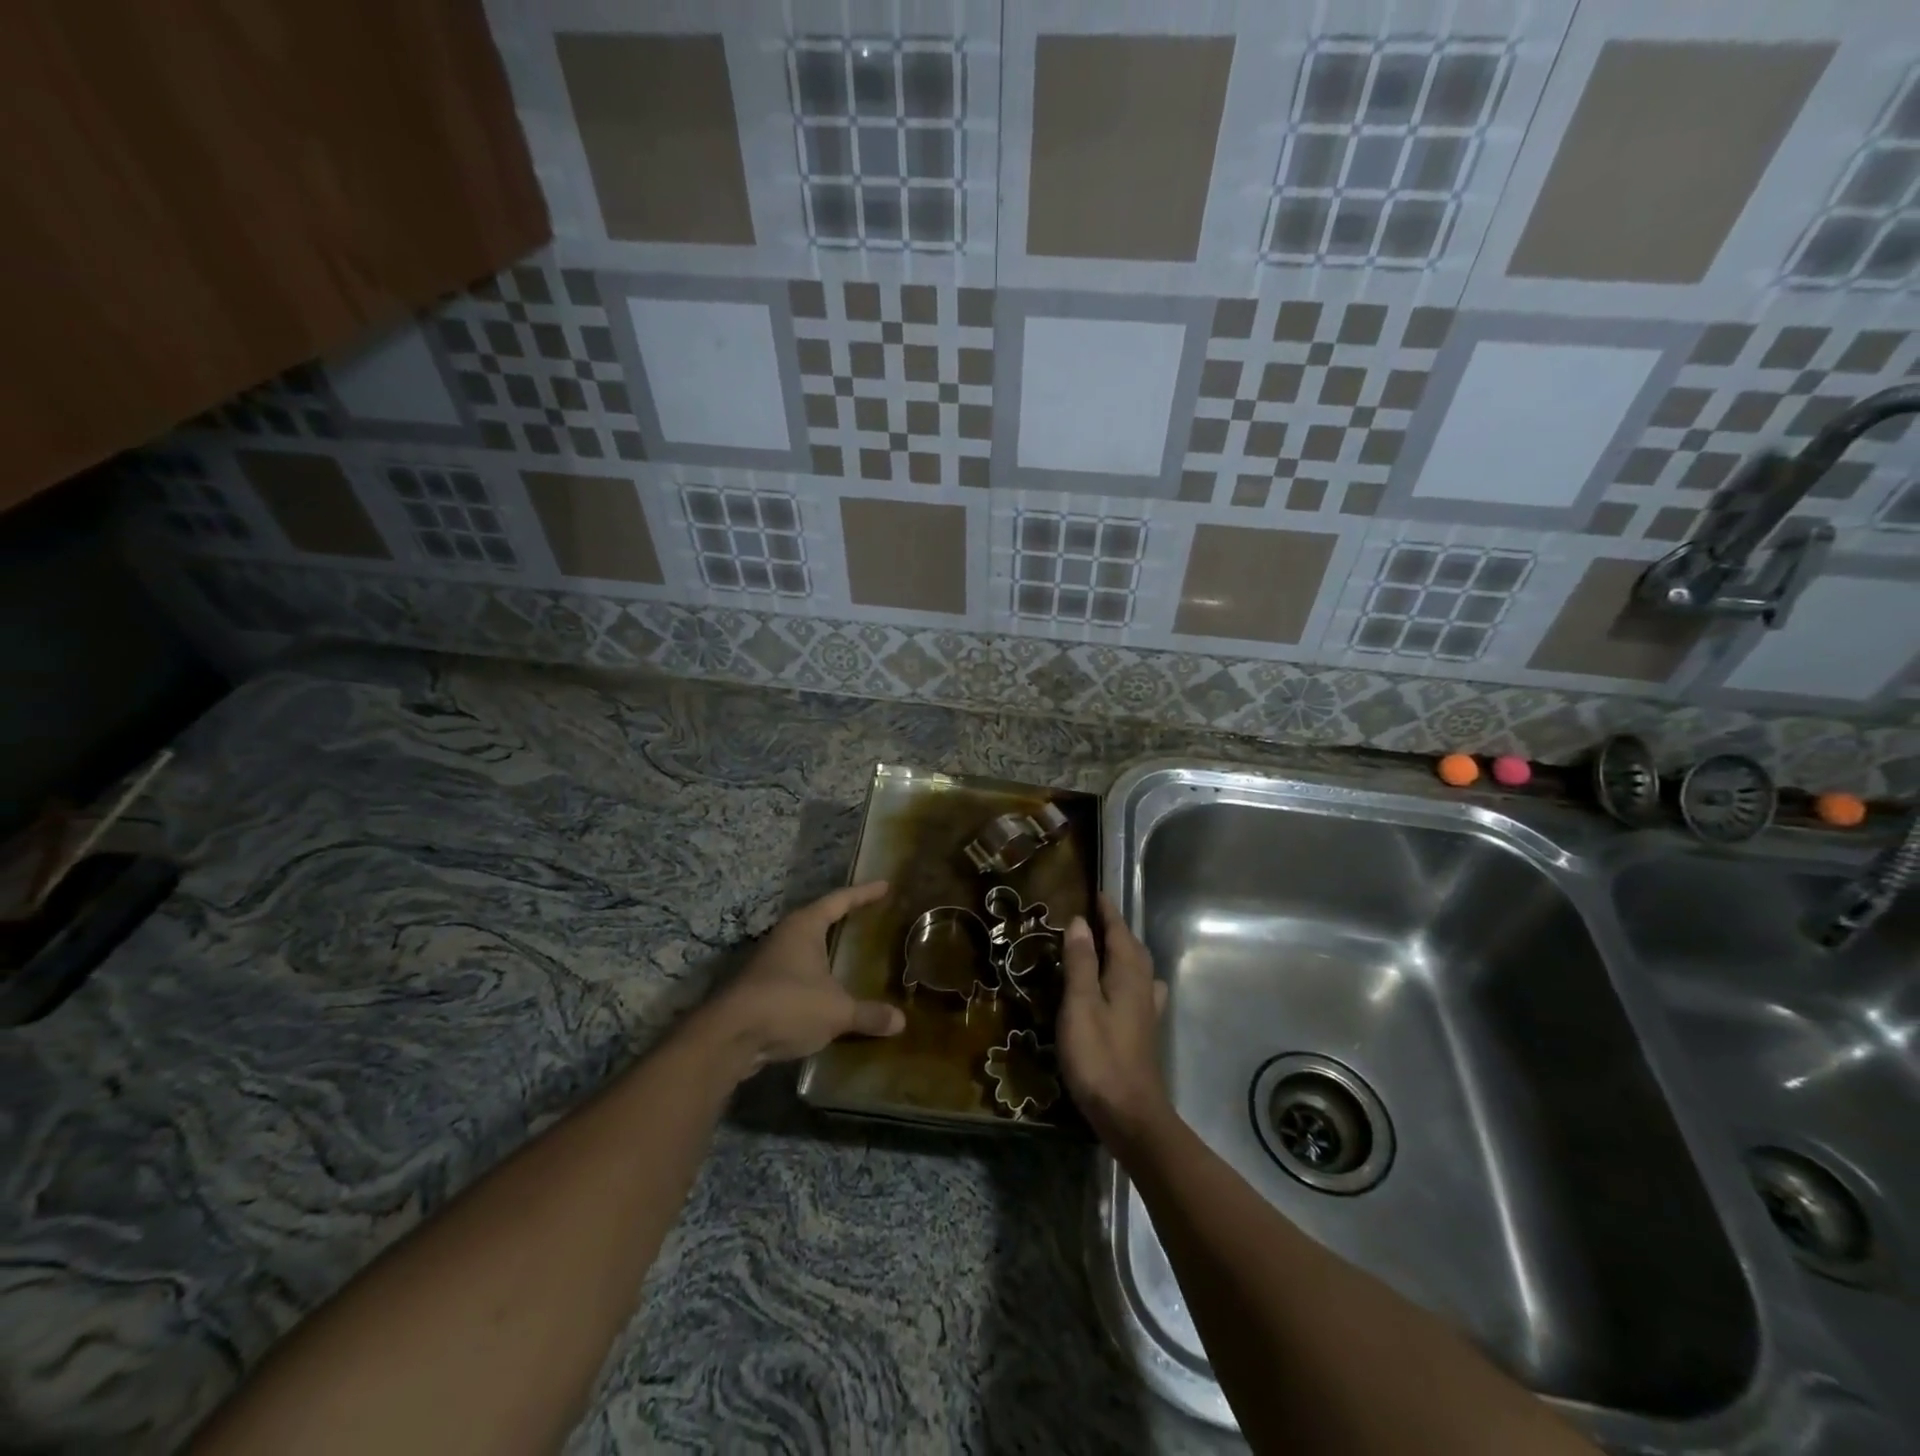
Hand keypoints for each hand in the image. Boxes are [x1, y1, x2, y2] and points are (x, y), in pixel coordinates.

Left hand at [703, 881, 904, 1072]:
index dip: (864, 893)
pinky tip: (825, 992)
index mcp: (805, 927)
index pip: (840, 900)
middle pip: (818, 919)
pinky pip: (795, 974)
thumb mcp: (836, 1011)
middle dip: (842, 918)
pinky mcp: (759, 988)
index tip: (884, 885)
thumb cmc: (788, 1005)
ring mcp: (768, 962)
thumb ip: (868, 1014)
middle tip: (867, 917)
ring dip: (824, 951)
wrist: (729, 1037)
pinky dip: (813, 978)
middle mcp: (785, 936)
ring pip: (804, 948)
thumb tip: (900, 1021)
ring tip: (847, 954)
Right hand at [1058, 893, 1170, 1144]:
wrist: (1130, 1115)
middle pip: (1133, 950)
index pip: (1119, 934)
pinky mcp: (1143, 1034)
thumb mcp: (1080, 1005)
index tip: (1098, 893)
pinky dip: (1128, 979)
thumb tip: (1080, 922)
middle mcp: (1143, 989)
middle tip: (1096, 917)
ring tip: (1105, 949)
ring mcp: (1147, 1014)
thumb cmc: (1099, 1057)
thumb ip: (1080, 963)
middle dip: (1117, 930)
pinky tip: (1123, 991)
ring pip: (1139, 971)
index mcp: (1127, 976)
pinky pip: (1139, 992)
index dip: (1108, 913)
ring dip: (1124, 953)